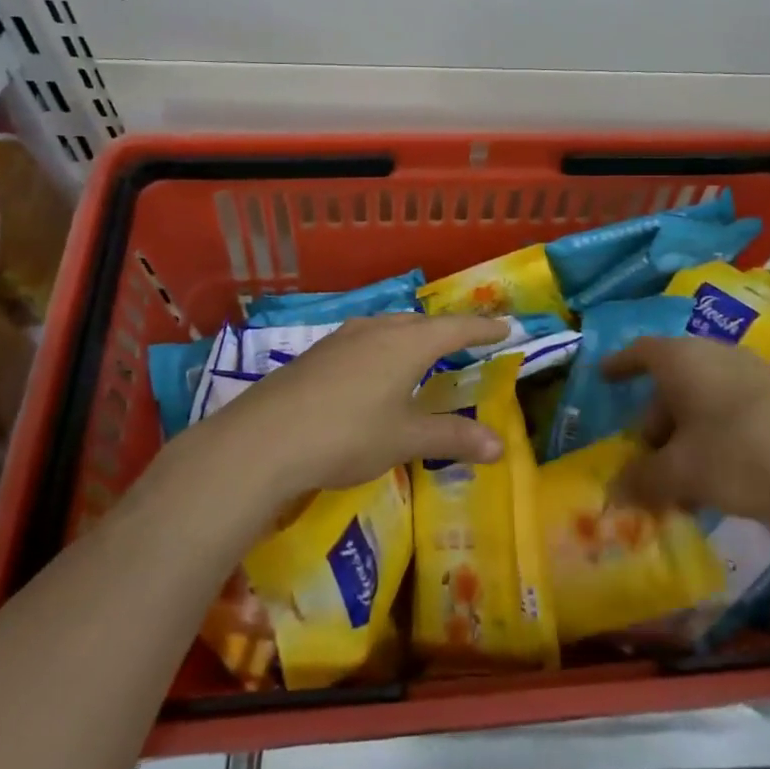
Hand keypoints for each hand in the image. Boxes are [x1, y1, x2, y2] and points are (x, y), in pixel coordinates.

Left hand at [193, 312, 512, 497]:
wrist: (263, 439)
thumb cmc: (347, 435)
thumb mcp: (404, 439)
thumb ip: (452, 438)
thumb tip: (499, 445)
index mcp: (408, 344)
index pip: (456, 328)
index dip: (483, 328)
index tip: (506, 326)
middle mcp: (377, 330)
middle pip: (421, 323)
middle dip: (446, 330)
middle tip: (465, 339)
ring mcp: (342, 338)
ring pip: (388, 327)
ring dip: (411, 335)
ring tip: (421, 349)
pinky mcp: (316, 353)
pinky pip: (363, 339)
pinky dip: (383, 346)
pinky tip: (373, 367)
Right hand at [603, 336, 769, 531]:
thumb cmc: (742, 455)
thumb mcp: (683, 473)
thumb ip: (643, 480)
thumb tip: (615, 490)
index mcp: (683, 360)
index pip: (640, 351)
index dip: (619, 365)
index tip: (603, 377)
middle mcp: (715, 357)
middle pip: (671, 384)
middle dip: (654, 422)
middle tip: (646, 461)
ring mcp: (752, 377)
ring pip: (703, 403)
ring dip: (685, 439)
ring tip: (681, 483)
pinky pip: (731, 415)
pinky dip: (714, 441)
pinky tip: (720, 481)